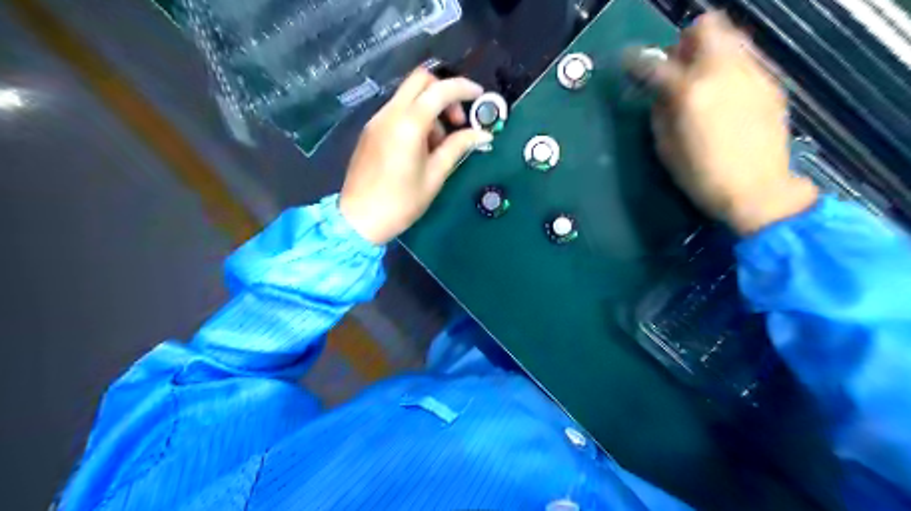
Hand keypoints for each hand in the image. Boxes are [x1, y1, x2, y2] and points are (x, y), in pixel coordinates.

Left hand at [338, 68, 490, 242]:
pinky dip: (415, 117)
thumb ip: (457, 148)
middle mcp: (390, 114)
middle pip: (420, 80)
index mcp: (408, 125)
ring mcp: (377, 120)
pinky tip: (420, 147)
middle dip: (444, 92)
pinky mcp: (371, 130)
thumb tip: (482, 134)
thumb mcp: (434, 176)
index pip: (439, 90)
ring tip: (438, 145)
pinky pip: (398, 110)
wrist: (358, 219)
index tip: (480, 97)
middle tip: (456, 121)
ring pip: (408, 95)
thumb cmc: (401, 203)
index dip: (463, 89)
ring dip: (430, 108)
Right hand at [642, 12, 814, 234]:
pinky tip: (723, 93)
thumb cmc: (701, 176)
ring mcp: (752, 73)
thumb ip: (660, 111)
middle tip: (675, 65)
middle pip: (705, 27)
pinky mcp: (770, 83)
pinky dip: (729, 65)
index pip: (656, 64)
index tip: (630, 64)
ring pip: (731, 35)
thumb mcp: (666, 148)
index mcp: (690, 92)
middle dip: (684, 41)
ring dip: (709, 49)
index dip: (637, 62)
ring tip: (700, 77)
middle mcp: (723, 71)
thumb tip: (659, 92)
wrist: (757, 189)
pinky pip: (746, 59)